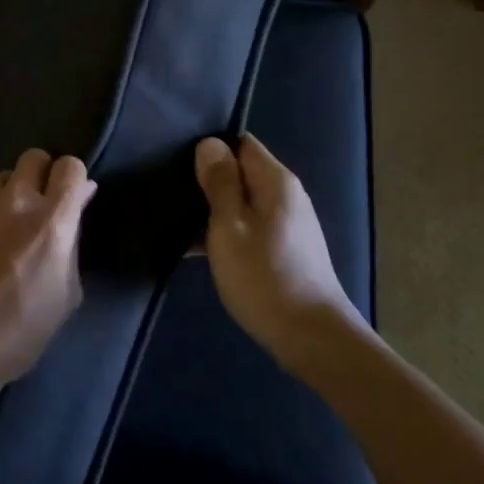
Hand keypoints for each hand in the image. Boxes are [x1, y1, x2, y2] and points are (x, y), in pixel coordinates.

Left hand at [0, 149, 95, 393]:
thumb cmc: (18, 332)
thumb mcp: (65, 295)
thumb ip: (72, 242)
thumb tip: (78, 202)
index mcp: (52, 220)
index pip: (71, 166)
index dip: (73, 180)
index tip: (70, 201)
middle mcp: (15, 199)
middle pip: (34, 158)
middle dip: (41, 177)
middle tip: (37, 211)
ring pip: (1, 180)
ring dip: (8, 197)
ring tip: (0, 234)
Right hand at [194, 135, 366, 370]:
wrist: (312, 339)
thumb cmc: (264, 278)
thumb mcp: (230, 226)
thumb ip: (220, 183)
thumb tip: (210, 144)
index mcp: (276, 182)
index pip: (241, 143)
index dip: (211, 148)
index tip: (179, 162)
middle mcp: (287, 196)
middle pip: (242, 171)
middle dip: (209, 179)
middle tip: (172, 190)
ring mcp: (288, 224)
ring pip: (243, 201)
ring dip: (214, 209)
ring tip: (177, 218)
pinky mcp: (285, 249)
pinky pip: (249, 226)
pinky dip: (227, 231)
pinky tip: (198, 249)